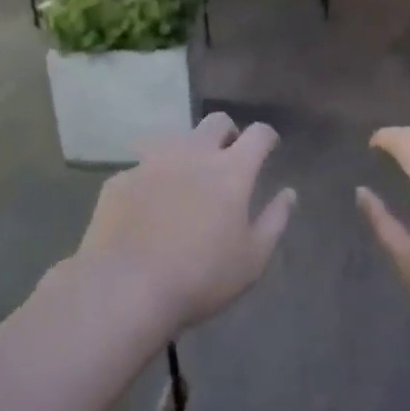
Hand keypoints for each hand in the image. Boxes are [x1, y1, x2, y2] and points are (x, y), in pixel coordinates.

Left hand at [76, 112, 295, 335]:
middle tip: (228, 158)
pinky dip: (152, 180)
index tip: (269, 147)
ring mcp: (151, 162)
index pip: (258, 133)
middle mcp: (192, 153)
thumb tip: (289, 193)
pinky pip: (142, 168)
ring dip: (187, 152)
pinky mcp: (120, 179)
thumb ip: (275, 220)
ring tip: (185, 180)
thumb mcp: (252, 260)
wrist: (124, 289)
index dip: (267, 137)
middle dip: (228, 133)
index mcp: (230, 170)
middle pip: (216, 121)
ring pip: (175, 139)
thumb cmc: (200, 277)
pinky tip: (147, 207)